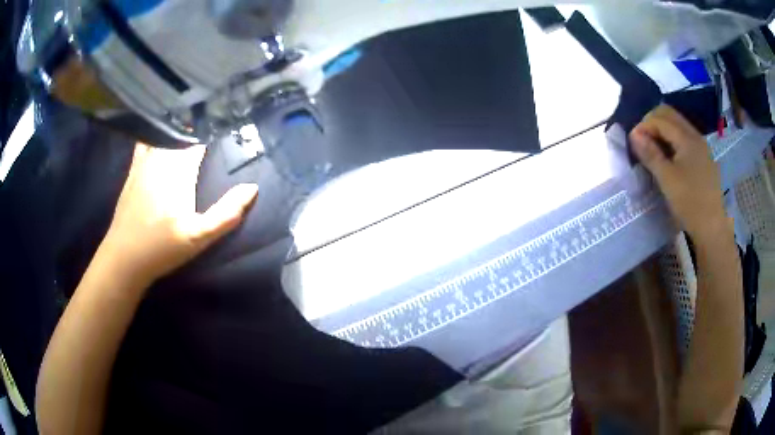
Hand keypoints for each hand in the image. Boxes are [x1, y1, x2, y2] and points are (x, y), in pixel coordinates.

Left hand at [99, 143, 257, 287]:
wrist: (125, 257)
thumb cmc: (162, 247)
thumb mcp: (199, 237)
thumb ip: (226, 213)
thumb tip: (253, 187)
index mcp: (180, 168)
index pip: (202, 141)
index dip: (214, 140)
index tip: (225, 141)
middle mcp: (162, 157)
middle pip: (184, 136)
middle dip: (198, 135)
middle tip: (211, 140)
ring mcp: (145, 161)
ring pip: (165, 136)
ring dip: (179, 133)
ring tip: (190, 133)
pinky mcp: (133, 170)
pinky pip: (145, 143)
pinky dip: (155, 136)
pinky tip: (160, 138)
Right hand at [630, 105, 727, 239]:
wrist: (712, 228)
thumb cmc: (690, 203)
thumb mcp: (667, 180)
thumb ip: (650, 154)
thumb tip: (633, 134)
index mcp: (687, 138)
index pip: (660, 119)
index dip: (643, 125)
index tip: (633, 142)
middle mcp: (695, 136)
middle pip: (670, 115)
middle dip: (652, 123)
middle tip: (642, 141)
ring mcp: (701, 146)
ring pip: (677, 125)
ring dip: (662, 131)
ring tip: (653, 150)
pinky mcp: (704, 158)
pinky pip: (684, 138)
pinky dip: (672, 140)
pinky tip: (669, 157)